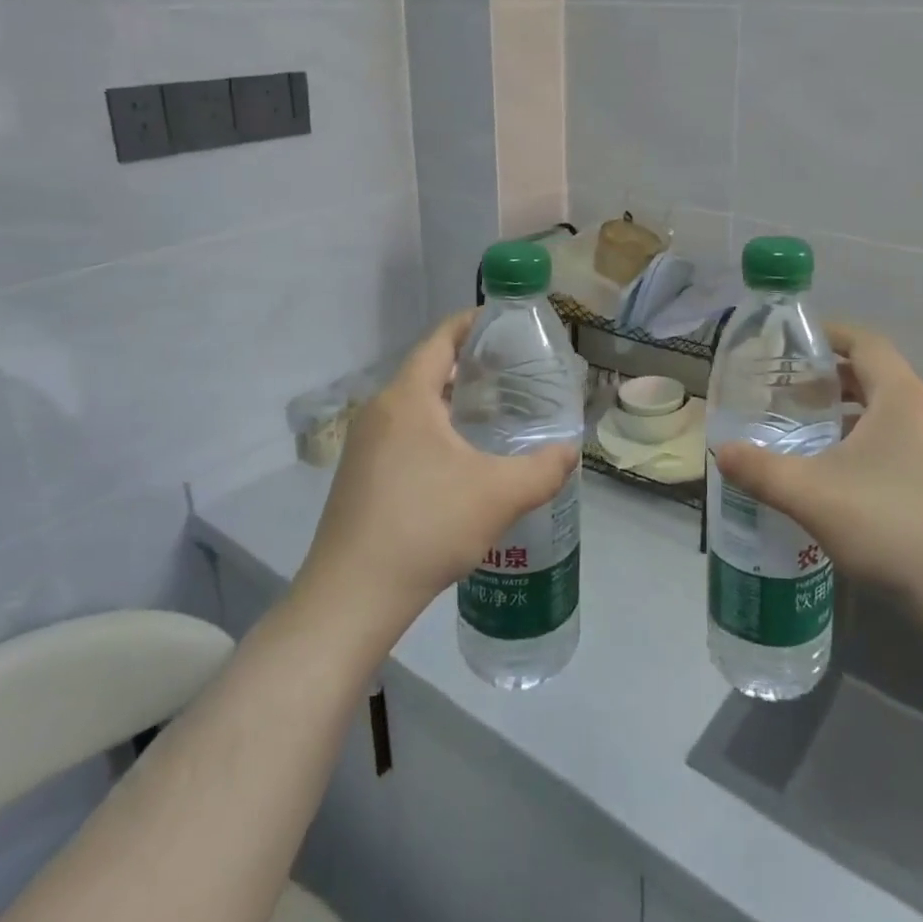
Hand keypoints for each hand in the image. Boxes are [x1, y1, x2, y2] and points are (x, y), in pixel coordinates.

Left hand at [288, 314, 577, 643]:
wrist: (351, 598)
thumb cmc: (426, 527)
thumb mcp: (499, 495)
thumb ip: (544, 469)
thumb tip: (571, 451)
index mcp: (407, 399)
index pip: (440, 340)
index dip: (472, 323)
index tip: (506, 323)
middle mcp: (379, 411)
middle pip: (427, 370)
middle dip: (469, 365)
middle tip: (513, 372)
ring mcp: (364, 445)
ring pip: (414, 405)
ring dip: (451, 401)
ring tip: (494, 411)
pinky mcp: (360, 476)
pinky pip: (403, 433)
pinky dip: (435, 428)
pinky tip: (461, 459)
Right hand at [714, 323, 922, 614]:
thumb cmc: (894, 526)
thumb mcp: (813, 495)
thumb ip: (762, 470)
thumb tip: (721, 452)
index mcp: (900, 397)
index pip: (864, 342)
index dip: (827, 334)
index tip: (788, 343)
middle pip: (872, 375)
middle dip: (827, 378)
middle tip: (783, 390)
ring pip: (884, 413)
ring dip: (844, 414)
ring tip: (802, 431)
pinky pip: (896, 443)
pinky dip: (862, 443)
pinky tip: (835, 476)